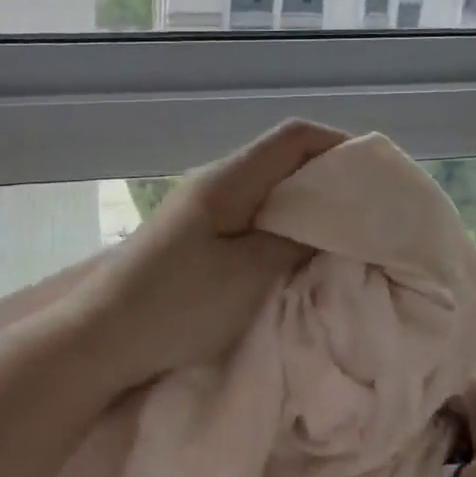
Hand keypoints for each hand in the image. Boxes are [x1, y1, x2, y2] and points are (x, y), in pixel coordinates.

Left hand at [68, 119, 348, 390]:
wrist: (100, 339)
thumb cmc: (176, 305)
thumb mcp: (248, 276)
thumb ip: (294, 242)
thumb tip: (328, 223)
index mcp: (228, 179)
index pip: (293, 137)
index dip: (339, 145)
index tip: (374, 177)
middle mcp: (213, 182)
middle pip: (281, 161)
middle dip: (327, 181)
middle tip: (365, 214)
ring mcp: (199, 209)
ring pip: (265, 191)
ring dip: (302, 208)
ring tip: (337, 237)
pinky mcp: (191, 237)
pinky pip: (247, 217)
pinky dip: (278, 228)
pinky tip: (292, 256)